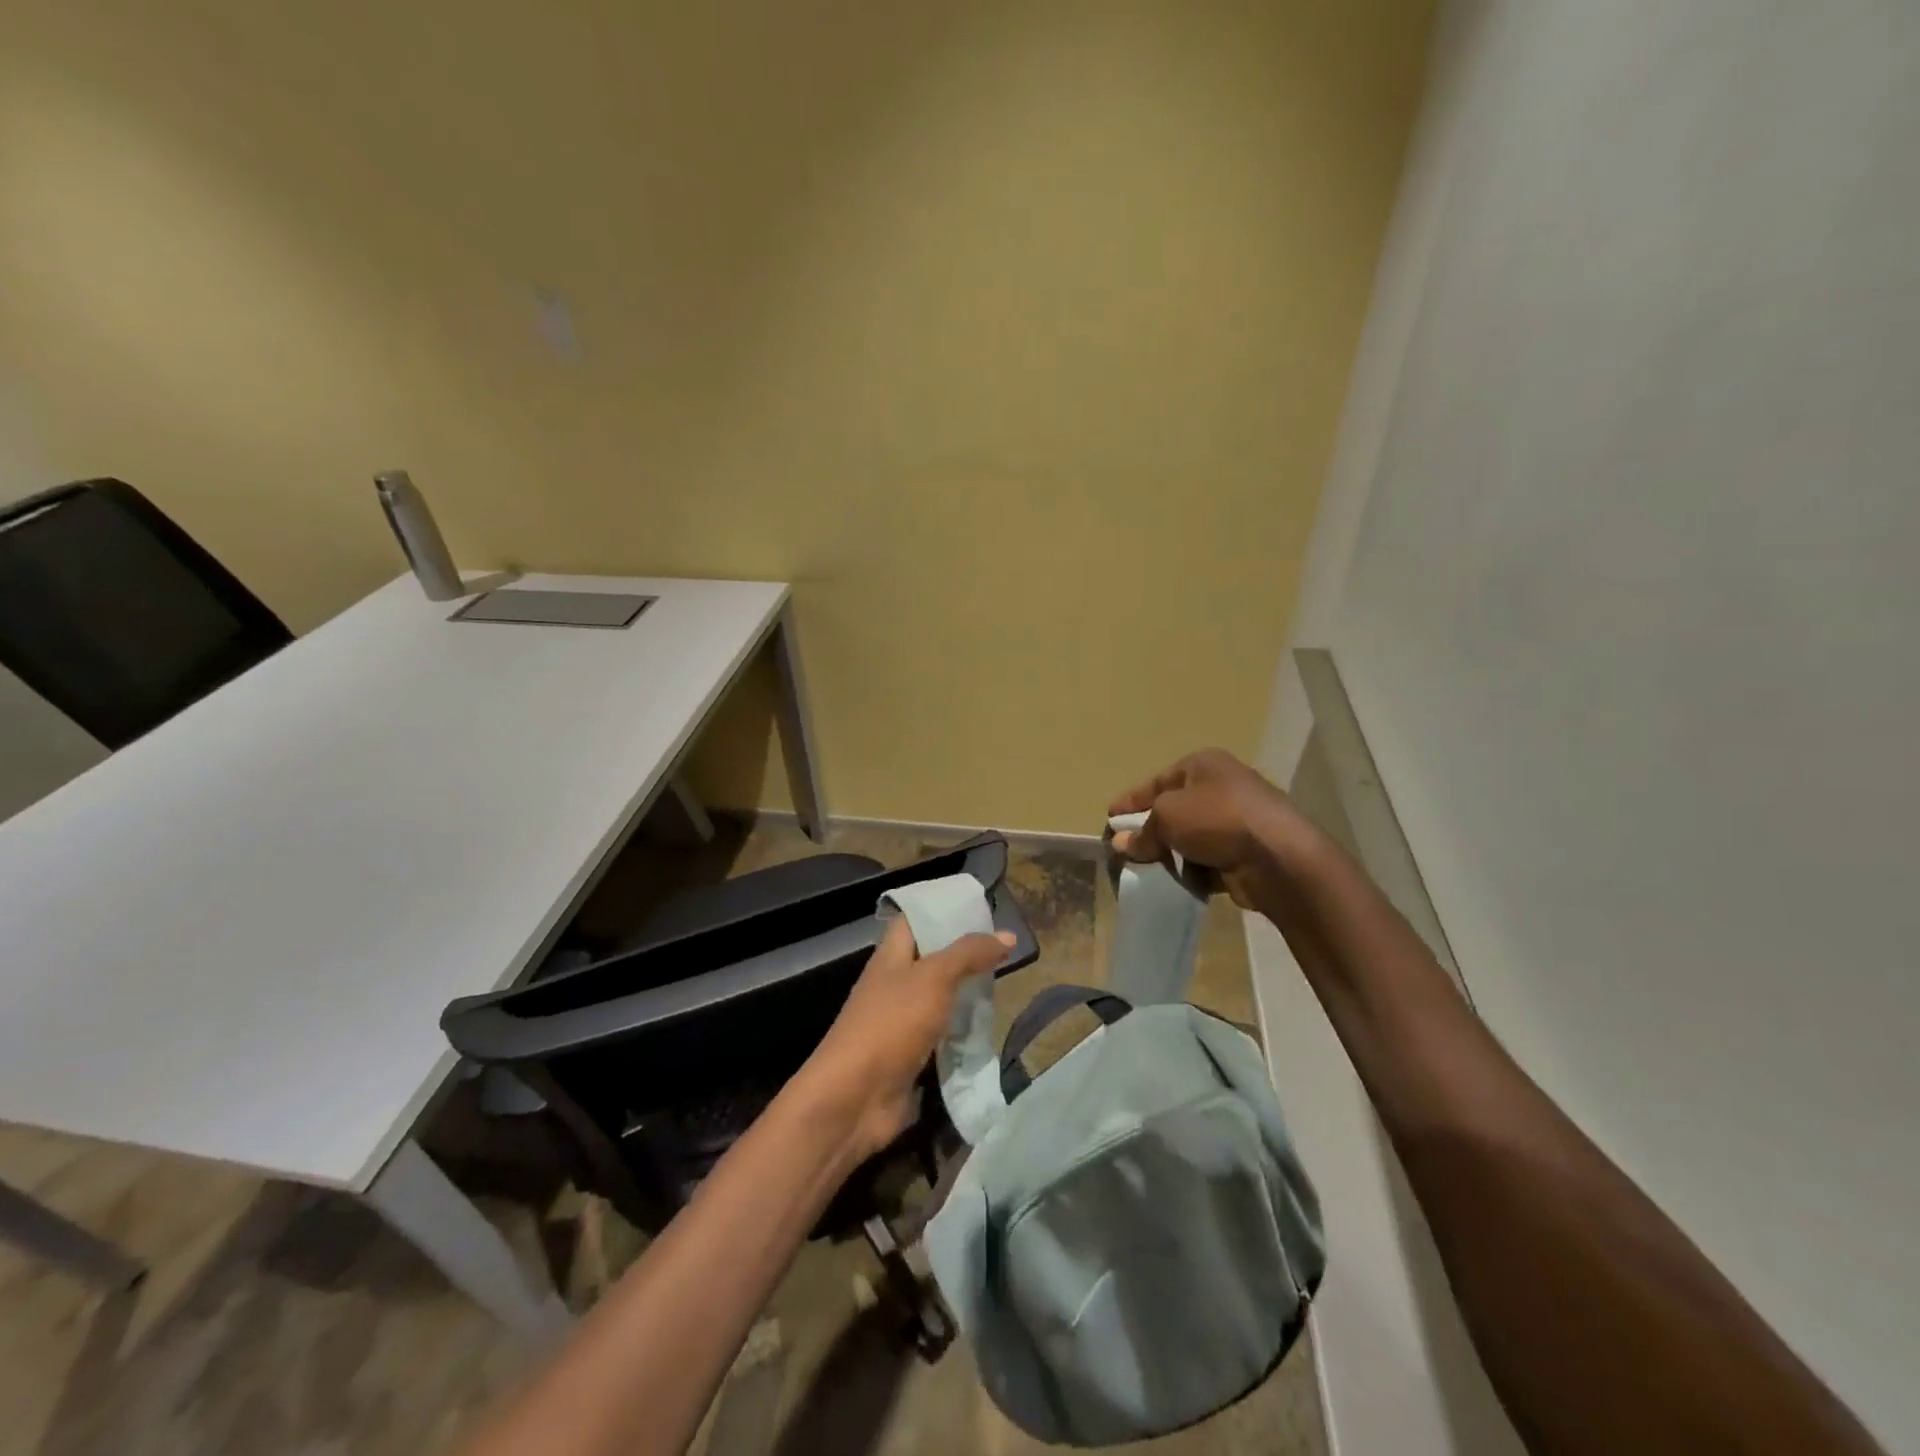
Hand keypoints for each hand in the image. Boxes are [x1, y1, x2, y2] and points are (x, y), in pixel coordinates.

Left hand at [792, 918, 1013, 1161]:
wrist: (854, 1098)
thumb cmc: (890, 1024)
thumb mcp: (934, 978)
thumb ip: (969, 954)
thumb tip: (1008, 934)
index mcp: (891, 956)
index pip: (915, 919)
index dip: (943, 909)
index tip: (980, 907)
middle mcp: (895, 983)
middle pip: (932, 959)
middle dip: (965, 954)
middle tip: (1006, 949)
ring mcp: (901, 1022)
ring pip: (940, 998)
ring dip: (968, 994)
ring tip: (1007, 984)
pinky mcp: (912, 1056)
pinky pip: (943, 1035)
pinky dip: (965, 1032)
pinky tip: (992, 1028)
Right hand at [1109, 748, 1313, 909]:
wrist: (1276, 857)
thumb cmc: (1216, 819)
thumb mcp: (1167, 816)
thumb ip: (1142, 831)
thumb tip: (1121, 844)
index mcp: (1204, 765)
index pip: (1158, 780)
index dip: (1132, 799)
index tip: (1110, 817)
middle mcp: (1222, 787)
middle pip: (1175, 808)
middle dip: (1149, 828)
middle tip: (1125, 847)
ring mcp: (1237, 821)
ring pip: (1191, 836)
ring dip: (1170, 852)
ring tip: (1144, 868)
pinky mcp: (1245, 852)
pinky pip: (1207, 860)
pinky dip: (1191, 870)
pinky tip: (1173, 882)